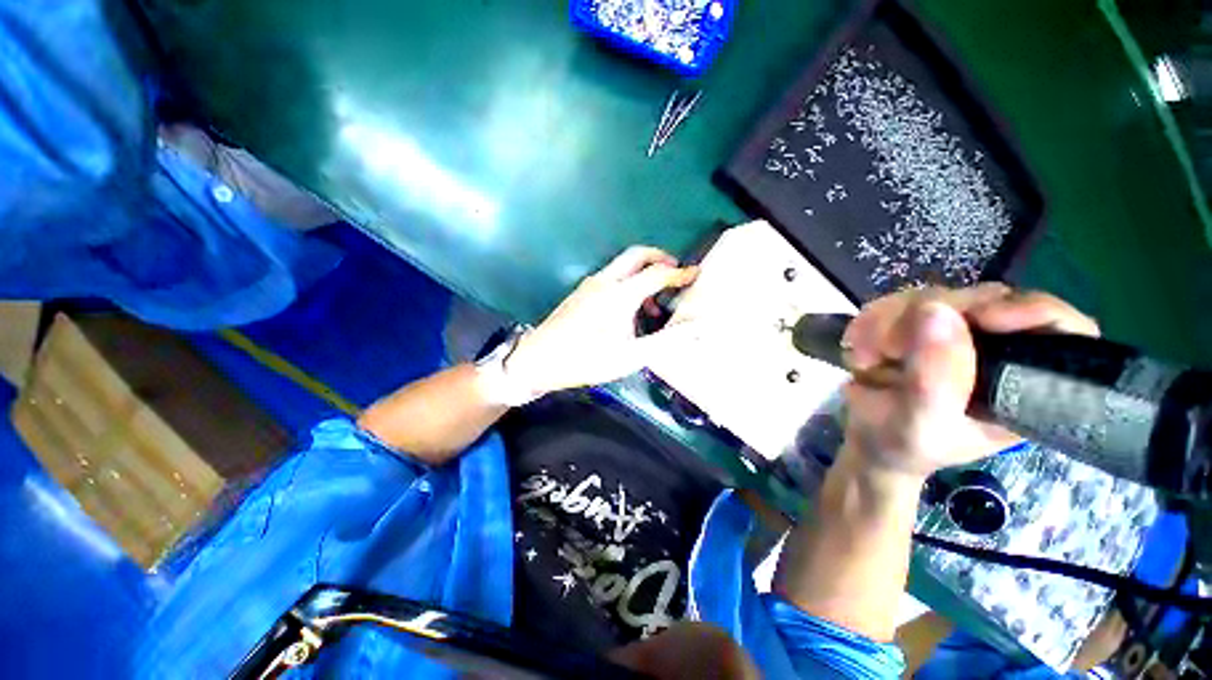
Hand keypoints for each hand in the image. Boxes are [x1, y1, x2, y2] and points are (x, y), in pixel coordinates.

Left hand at [506, 246, 698, 394]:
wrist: (538, 360)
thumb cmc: (586, 360)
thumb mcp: (631, 356)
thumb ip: (667, 340)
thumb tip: (698, 326)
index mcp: (620, 294)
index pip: (657, 273)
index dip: (680, 274)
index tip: (697, 275)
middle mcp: (605, 281)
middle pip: (637, 254)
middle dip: (660, 258)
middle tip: (676, 272)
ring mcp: (590, 285)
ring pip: (623, 266)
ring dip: (643, 273)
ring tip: (655, 302)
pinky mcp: (581, 293)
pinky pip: (611, 277)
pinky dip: (628, 283)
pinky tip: (629, 310)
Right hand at [839, 283, 1099, 479]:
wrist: (868, 439)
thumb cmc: (904, 445)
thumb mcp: (921, 425)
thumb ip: (934, 379)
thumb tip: (935, 310)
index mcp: (1024, 382)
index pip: (1064, 329)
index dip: (1031, 311)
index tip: (983, 318)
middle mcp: (999, 348)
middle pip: (986, 300)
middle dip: (928, 319)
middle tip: (887, 350)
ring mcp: (958, 332)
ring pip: (934, 295)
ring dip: (887, 322)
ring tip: (866, 358)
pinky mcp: (919, 323)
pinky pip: (897, 301)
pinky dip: (870, 321)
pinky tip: (858, 348)